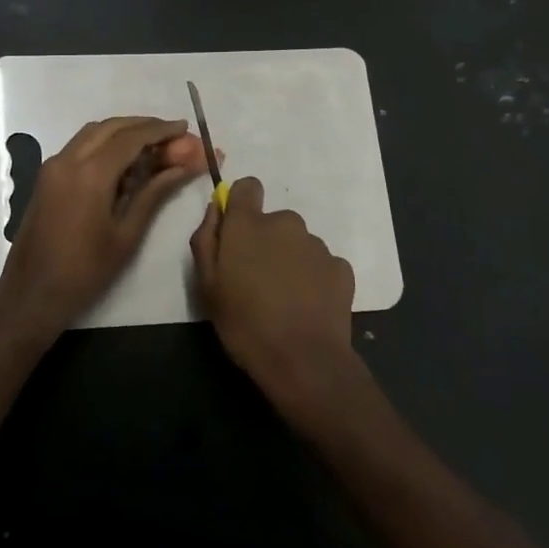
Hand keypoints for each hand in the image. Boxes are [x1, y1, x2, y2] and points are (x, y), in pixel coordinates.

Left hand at [0, 116, 209, 333]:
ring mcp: (53, 166)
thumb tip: (187, 165)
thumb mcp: (127, 234)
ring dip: (124, 132)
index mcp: (90, 174)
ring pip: (93, 133)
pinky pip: (80, 146)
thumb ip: (155, 192)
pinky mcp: (47, 176)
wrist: (31, 295)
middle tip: (173, 135)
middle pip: (111, 127)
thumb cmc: (85, 271)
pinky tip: (125, 163)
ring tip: (154, 146)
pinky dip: (105, 144)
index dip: (161, 130)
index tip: (185, 128)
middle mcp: (68, 159)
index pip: (132, 137)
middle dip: (144, 126)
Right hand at [190, 176, 360, 418]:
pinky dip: (314, 278)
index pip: (247, 186)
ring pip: (297, 243)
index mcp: (249, 224)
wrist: (303, 361)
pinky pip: (321, 264)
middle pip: (273, 221)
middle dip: (265, 242)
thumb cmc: (244, 323)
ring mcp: (317, 244)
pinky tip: (307, 307)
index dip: (241, 204)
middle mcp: (286, 223)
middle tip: (258, 280)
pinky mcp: (341, 267)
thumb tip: (215, 210)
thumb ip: (206, 238)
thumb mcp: (207, 284)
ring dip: (290, 260)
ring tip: (284, 299)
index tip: (237, 232)